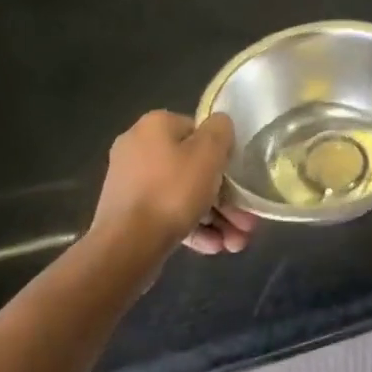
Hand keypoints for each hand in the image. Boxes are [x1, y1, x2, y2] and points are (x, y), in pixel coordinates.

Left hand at [90, 110, 254, 255]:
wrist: (126, 247)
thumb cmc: (172, 191)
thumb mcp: (209, 153)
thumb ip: (220, 130)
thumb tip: (220, 125)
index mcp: (154, 126)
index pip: (198, 131)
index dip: (222, 154)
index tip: (238, 178)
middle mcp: (137, 149)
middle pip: (193, 168)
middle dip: (224, 197)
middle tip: (245, 221)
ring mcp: (130, 184)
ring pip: (182, 195)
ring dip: (214, 217)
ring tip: (235, 242)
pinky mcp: (128, 215)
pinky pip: (167, 214)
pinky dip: (191, 227)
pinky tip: (214, 246)